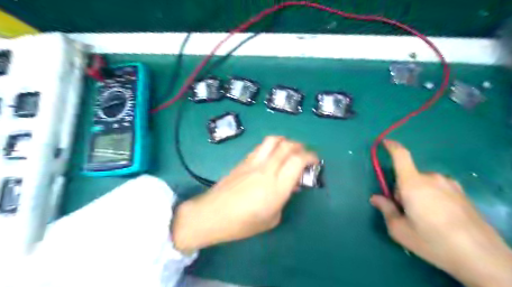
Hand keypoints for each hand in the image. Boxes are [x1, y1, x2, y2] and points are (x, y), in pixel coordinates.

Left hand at [172, 136, 316, 252]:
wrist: (212, 214)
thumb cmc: (242, 224)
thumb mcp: (272, 218)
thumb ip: (284, 199)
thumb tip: (289, 185)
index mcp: (277, 187)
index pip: (298, 160)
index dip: (310, 156)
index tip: (315, 161)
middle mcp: (267, 169)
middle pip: (287, 146)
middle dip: (300, 147)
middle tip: (304, 155)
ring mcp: (253, 162)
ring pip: (273, 140)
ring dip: (285, 141)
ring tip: (289, 150)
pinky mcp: (243, 160)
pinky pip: (261, 146)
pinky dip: (272, 146)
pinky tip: (272, 155)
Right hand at [373, 140, 511, 286]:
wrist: (482, 257)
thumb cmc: (432, 241)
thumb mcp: (399, 230)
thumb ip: (386, 209)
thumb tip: (376, 198)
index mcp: (412, 184)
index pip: (401, 156)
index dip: (392, 147)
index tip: (385, 143)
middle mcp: (431, 179)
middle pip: (408, 177)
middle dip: (402, 190)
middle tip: (406, 211)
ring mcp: (449, 184)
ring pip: (424, 183)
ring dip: (418, 193)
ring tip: (426, 217)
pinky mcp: (462, 193)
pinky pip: (438, 188)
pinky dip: (433, 196)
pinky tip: (442, 217)